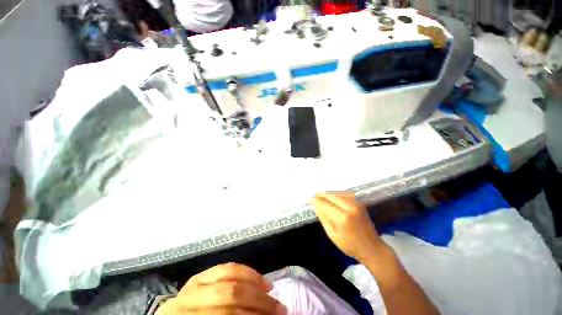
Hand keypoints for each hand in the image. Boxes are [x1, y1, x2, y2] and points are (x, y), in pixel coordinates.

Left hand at [157, 263, 286, 314]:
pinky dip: (245, 272)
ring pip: (230, 278)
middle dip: (258, 302)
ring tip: (271, 291)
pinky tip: (258, 277)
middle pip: (230, 297)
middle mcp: (187, 302)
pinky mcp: (201, 274)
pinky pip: (227, 268)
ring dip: (255, 284)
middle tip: (279, 308)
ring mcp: (193, 285)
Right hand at [313, 192, 385, 262]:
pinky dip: (335, 194)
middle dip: (320, 195)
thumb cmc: (350, 246)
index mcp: (342, 217)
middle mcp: (349, 207)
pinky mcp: (359, 202)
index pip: (324, 204)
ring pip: (337, 193)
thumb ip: (324, 218)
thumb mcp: (333, 235)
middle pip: (330, 195)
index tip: (309, 199)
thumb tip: (316, 206)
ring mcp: (356, 203)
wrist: (372, 248)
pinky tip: (331, 196)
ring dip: (327, 193)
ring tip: (320, 195)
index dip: (315, 200)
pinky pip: (344, 194)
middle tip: (313, 196)